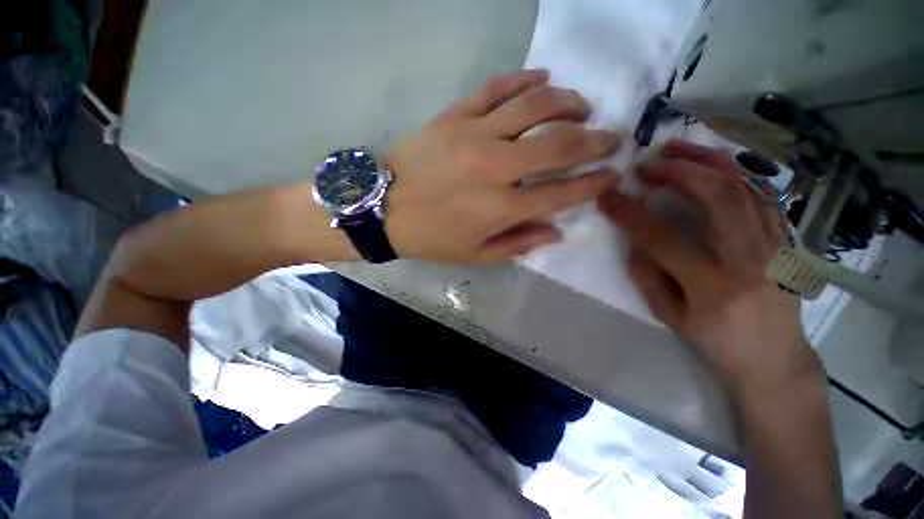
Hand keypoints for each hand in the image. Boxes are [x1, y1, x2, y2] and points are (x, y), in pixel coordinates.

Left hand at [384, 69, 622, 262]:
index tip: (612, 175)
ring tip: (583, 106)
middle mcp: (497, 168)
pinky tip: (542, 78)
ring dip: (568, 103)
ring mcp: (475, 135)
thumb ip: (518, 243)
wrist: (384, 209)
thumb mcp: (475, 254)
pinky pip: (495, 89)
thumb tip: (557, 232)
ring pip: (535, 106)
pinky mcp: (455, 116)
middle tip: (611, 137)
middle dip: (594, 141)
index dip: (592, 184)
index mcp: (502, 208)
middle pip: (559, 145)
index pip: (561, 193)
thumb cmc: (431, 237)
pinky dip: (523, 79)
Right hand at [598, 141, 821, 394]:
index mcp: (712, 287)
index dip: (630, 213)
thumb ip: (647, 276)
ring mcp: (776, 246)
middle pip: (717, 197)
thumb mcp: (670, 318)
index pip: (662, 238)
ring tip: (677, 148)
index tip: (607, 196)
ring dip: (708, 161)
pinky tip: (713, 165)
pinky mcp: (787, 241)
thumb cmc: (716, 344)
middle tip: (647, 164)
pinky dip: (736, 173)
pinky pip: (763, 195)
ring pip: (745, 187)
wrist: (775, 360)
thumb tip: (633, 240)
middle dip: (677, 172)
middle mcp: (750, 260)